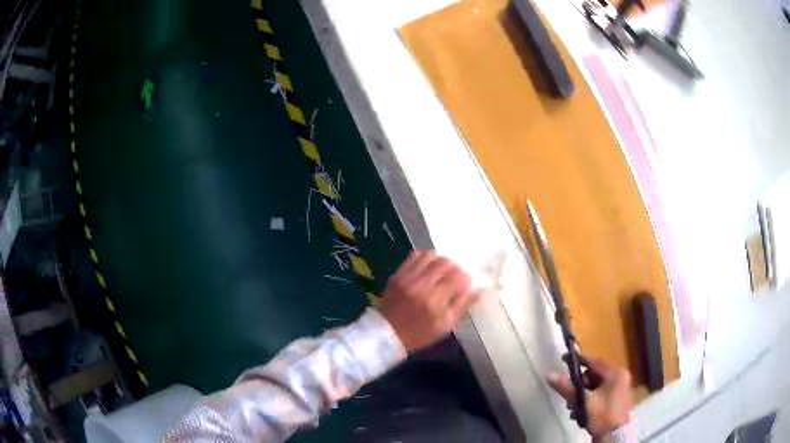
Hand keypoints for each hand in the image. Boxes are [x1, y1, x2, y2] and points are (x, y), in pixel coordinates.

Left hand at [380, 251, 479, 351]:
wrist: (389, 333)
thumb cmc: (421, 333)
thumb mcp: (446, 326)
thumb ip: (462, 305)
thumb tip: (477, 290)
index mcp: (436, 301)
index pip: (458, 278)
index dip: (465, 278)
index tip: (465, 284)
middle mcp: (422, 286)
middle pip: (445, 263)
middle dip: (454, 268)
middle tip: (454, 277)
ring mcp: (408, 278)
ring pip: (430, 256)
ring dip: (440, 261)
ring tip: (441, 271)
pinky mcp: (398, 274)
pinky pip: (414, 256)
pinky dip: (425, 258)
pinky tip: (428, 268)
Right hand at [547, 354, 631, 437]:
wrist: (613, 435)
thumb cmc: (601, 415)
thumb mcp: (584, 402)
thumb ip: (567, 388)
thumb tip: (550, 375)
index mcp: (615, 373)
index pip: (594, 362)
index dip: (578, 361)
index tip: (564, 359)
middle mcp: (620, 376)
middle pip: (594, 375)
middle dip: (580, 385)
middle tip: (570, 395)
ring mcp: (619, 387)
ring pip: (595, 385)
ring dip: (582, 394)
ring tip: (574, 406)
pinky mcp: (616, 397)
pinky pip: (600, 392)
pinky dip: (589, 398)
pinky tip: (581, 410)